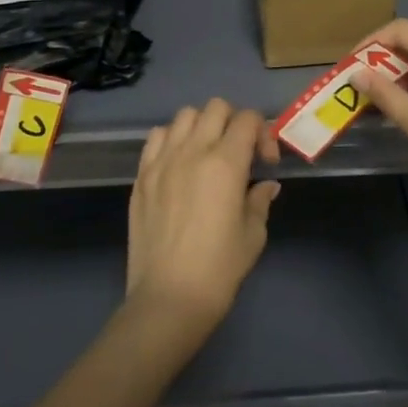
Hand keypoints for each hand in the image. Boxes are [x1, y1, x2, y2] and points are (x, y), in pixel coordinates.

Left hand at [124, 99, 280, 341]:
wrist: (168, 299)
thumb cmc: (219, 269)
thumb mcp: (253, 235)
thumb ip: (259, 201)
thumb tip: (265, 185)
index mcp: (226, 163)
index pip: (248, 119)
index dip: (263, 134)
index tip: (265, 163)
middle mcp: (193, 151)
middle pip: (216, 107)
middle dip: (234, 122)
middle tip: (239, 153)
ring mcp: (162, 161)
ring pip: (184, 115)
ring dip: (202, 126)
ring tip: (207, 154)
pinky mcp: (141, 176)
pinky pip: (157, 137)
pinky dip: (172, 139)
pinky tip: (179, 163)